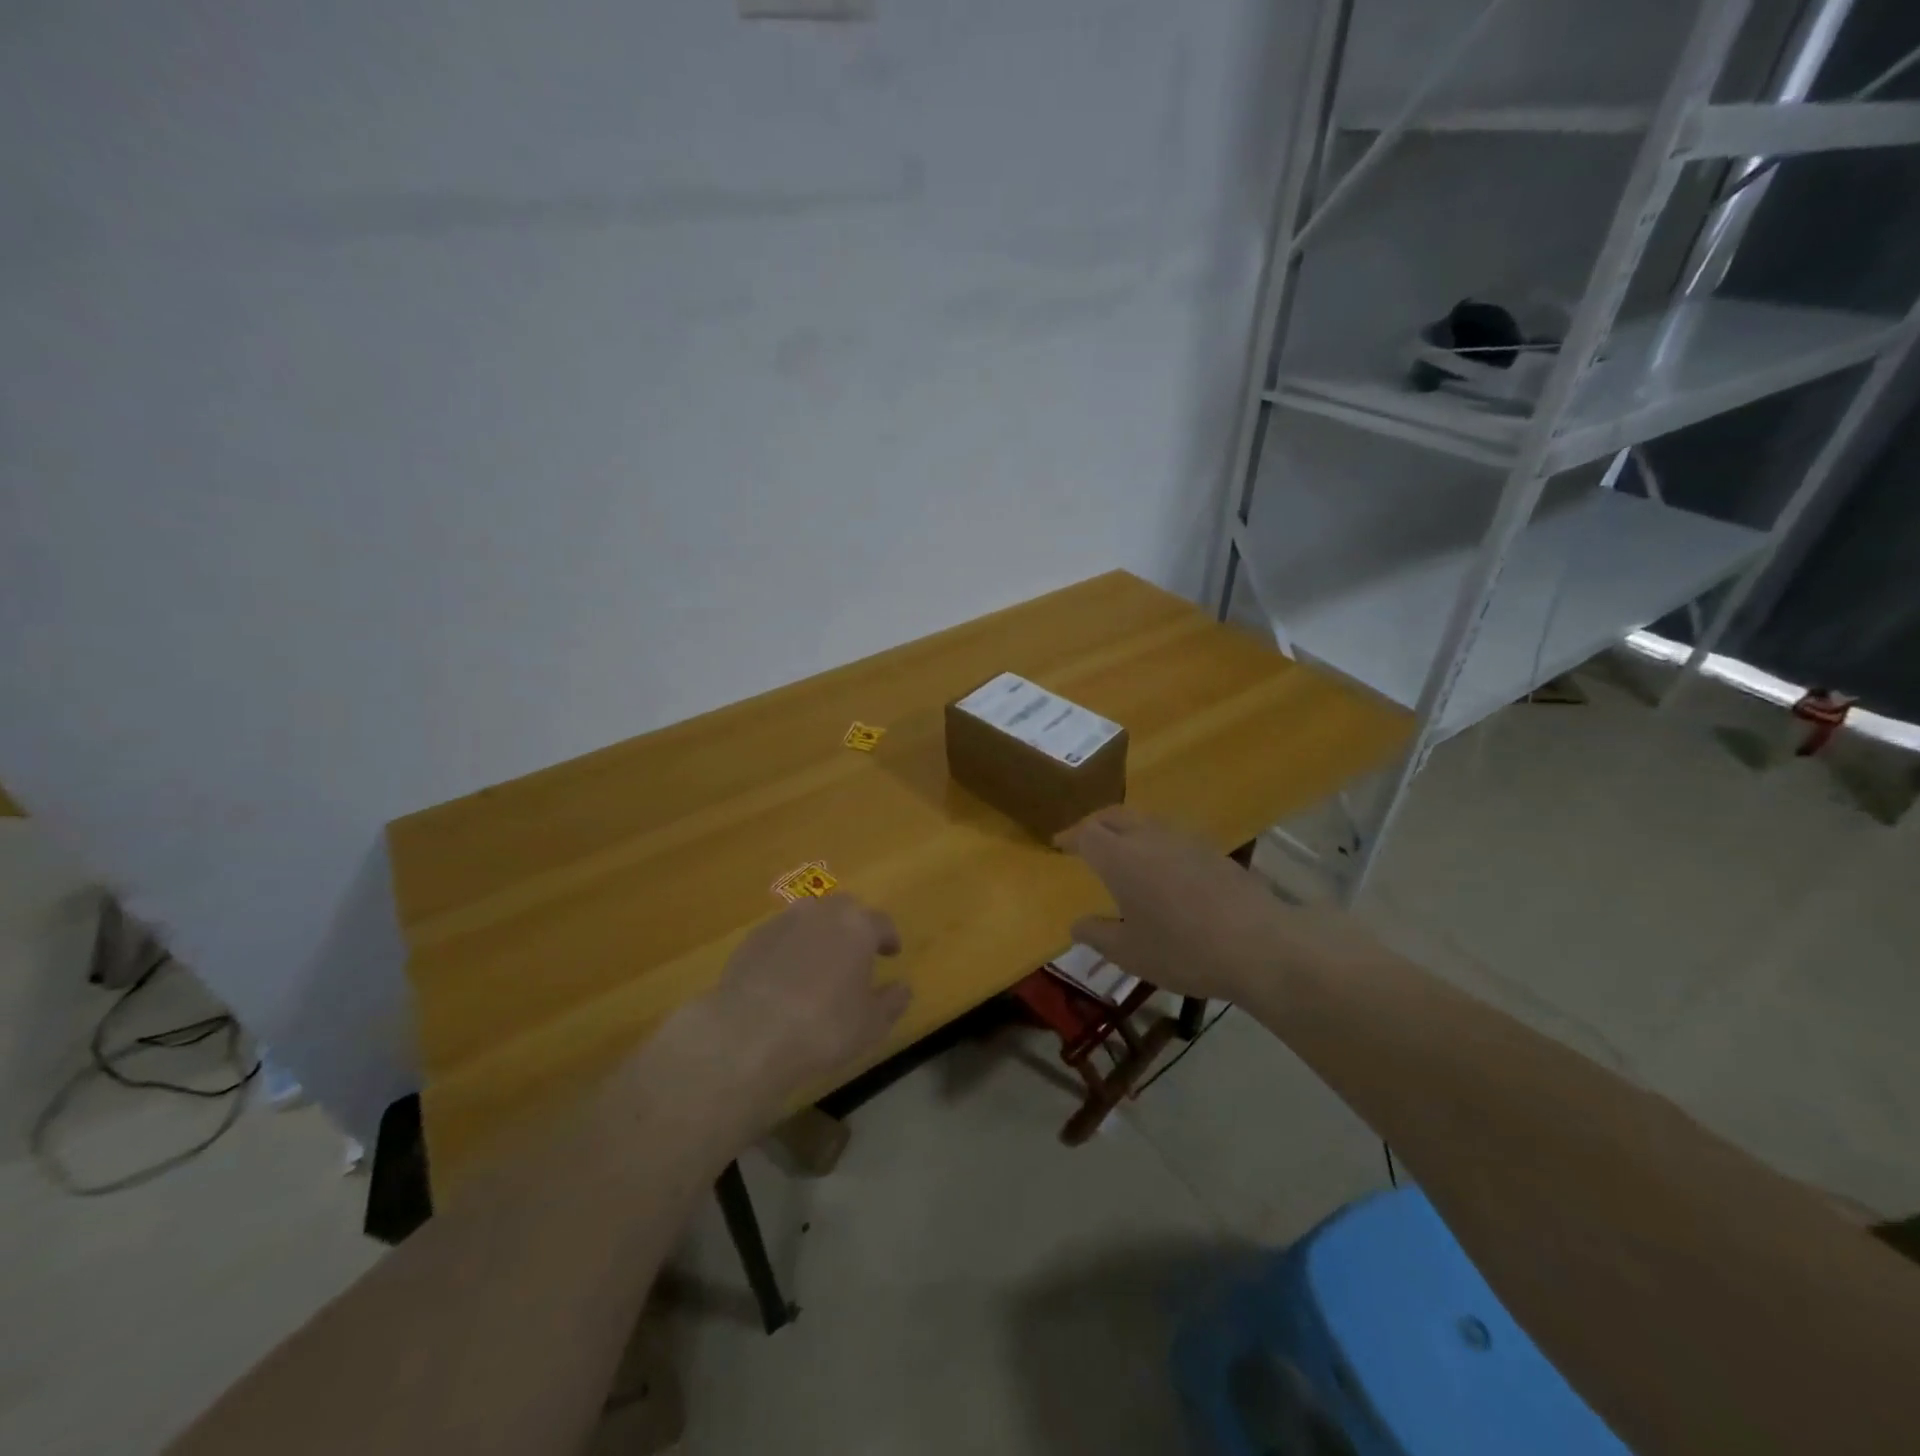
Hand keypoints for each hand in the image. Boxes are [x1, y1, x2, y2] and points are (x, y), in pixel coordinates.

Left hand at [702, 895, 911, 1102]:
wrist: (750, 1033)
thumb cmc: (823, 1027)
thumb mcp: (871, 1024)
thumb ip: (892, 1002)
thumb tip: (903, 987)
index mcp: (857, 926)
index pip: (881, 922)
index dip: (888, 937)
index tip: (891, 952)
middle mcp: (821, 913)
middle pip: (844, 909)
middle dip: (853, 926)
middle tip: (856, 952)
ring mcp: (783, 922)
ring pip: (809, 917)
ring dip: (818, 932)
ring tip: (819, 961)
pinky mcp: (752, 939)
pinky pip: (780, 936)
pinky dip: (788, 948)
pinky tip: (785, 976)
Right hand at [1058, 808, 1371, 1002]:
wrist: (1259, 945)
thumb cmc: (1183, 950)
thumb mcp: (1129, 953)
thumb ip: (1097, 934)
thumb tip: (1076, 924)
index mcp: (1121, 858)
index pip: (1086, 833)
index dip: (1069, 836)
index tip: (1058, 844)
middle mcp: (1150, 838)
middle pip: (1114, 815)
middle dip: (1095, 824)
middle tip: (1084, 840)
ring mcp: (1185, 840)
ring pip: (1145, 821)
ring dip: (1126, 829)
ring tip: (1121, 850)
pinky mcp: (1213, 851)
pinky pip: (1172, 836)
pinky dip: (1154, 842)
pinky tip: (1162, 868)